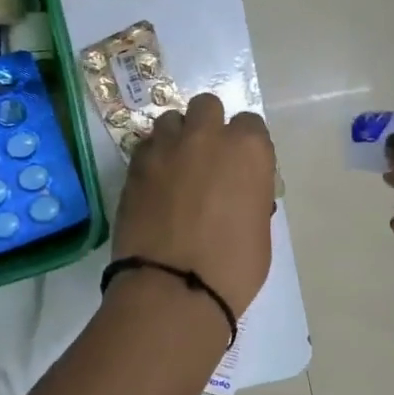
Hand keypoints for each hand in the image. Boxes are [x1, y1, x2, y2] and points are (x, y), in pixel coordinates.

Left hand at [113, 93, 275, 315]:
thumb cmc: (232, 268)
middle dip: (207, 125)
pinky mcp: (134, 166)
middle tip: (205, 158)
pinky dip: (152, 157)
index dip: (245, 145)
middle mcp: (206, 137)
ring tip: (175, 167)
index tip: (240, 167)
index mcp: (247, 149)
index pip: (250, 125)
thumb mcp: (259, 229)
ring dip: (176, 137)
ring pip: (170, 120)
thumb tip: (237, 190)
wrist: (173, 288)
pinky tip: (153, 183)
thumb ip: (250, 194)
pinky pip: (146, 146)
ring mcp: (165, 148)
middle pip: (206, 106)